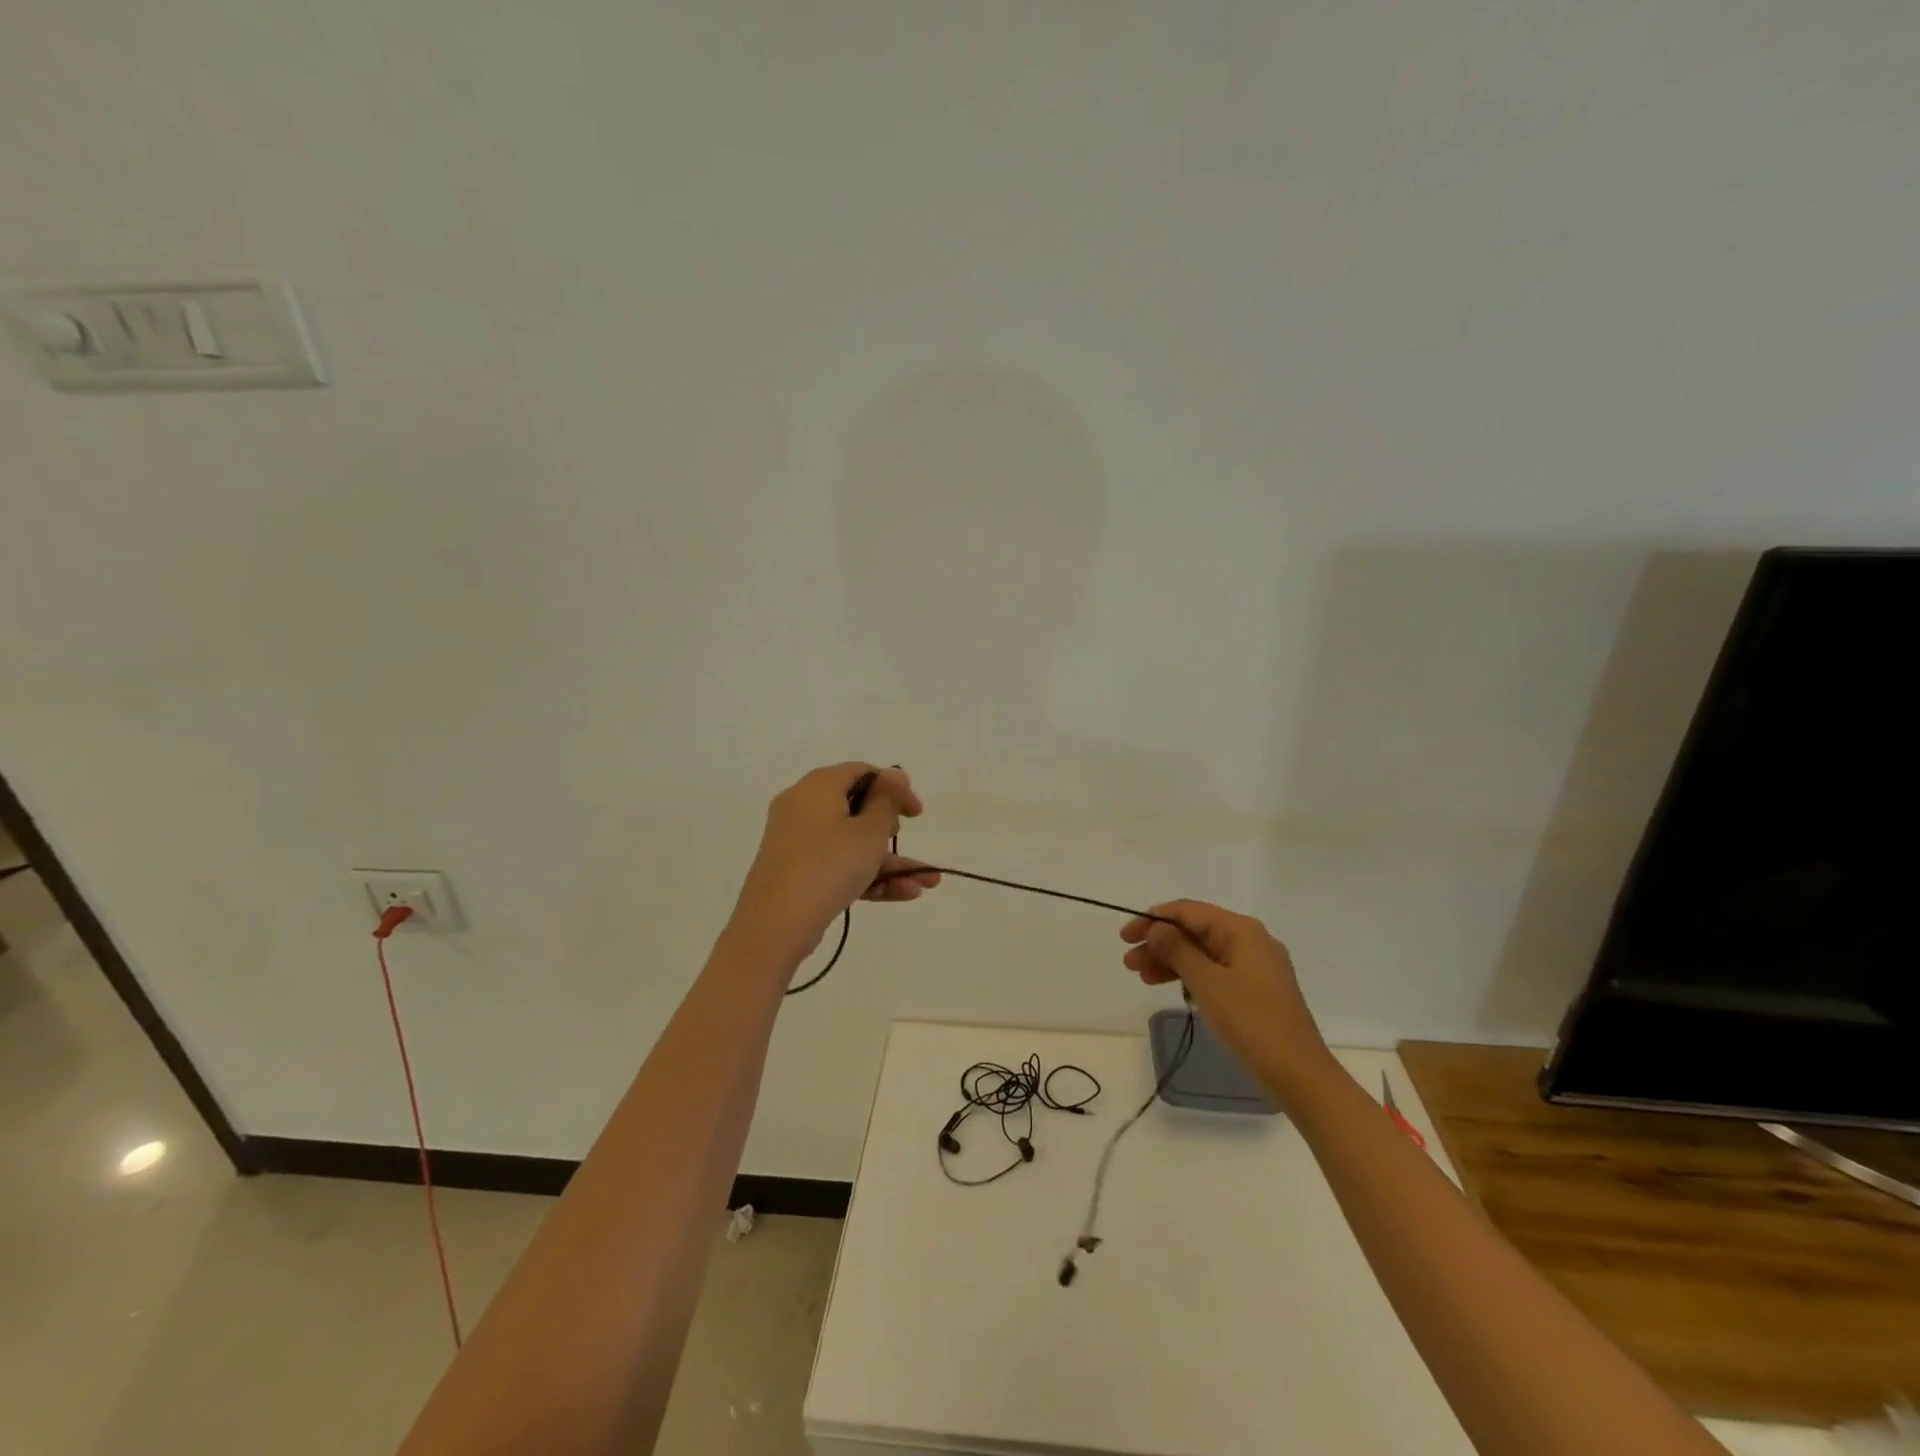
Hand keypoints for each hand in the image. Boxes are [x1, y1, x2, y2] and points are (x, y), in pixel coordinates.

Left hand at [731, 763, 940, 958]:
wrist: (775, 924)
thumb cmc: (829, 865)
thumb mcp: (869, 831)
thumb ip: (887, 800)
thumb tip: (894, 774)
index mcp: (818, 786)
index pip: (862, 772)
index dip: (894, 787)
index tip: (917, 812)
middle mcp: (803, 807)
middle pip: (855, 808)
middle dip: (891, 828)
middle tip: (910, 839)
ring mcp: (798, 842)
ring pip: (851, 843)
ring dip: (890, 862)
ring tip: (927, 883)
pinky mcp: (797, 873)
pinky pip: (838, 865)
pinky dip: (867, 876)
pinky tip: (905, 894)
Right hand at [1120, 900, 1337, 1107]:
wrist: (1299, 1075)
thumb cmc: (1251, 1022)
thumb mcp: (1207, 983)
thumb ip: (1177, 950)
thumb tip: (1157, 928)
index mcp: (1241, 930)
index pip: (1188, 911)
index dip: (1153, 919)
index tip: (1125, 937)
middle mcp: (1250, 940)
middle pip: (1194, 931)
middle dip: (1159, 943)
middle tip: (1129, 963)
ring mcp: (1255, 966)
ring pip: (1203, 953)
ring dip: (1171, 961)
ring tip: (1142, 978)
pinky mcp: (1256, 990)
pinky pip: (1215, 971)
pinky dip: (1191, 977)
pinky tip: (1174, 991)